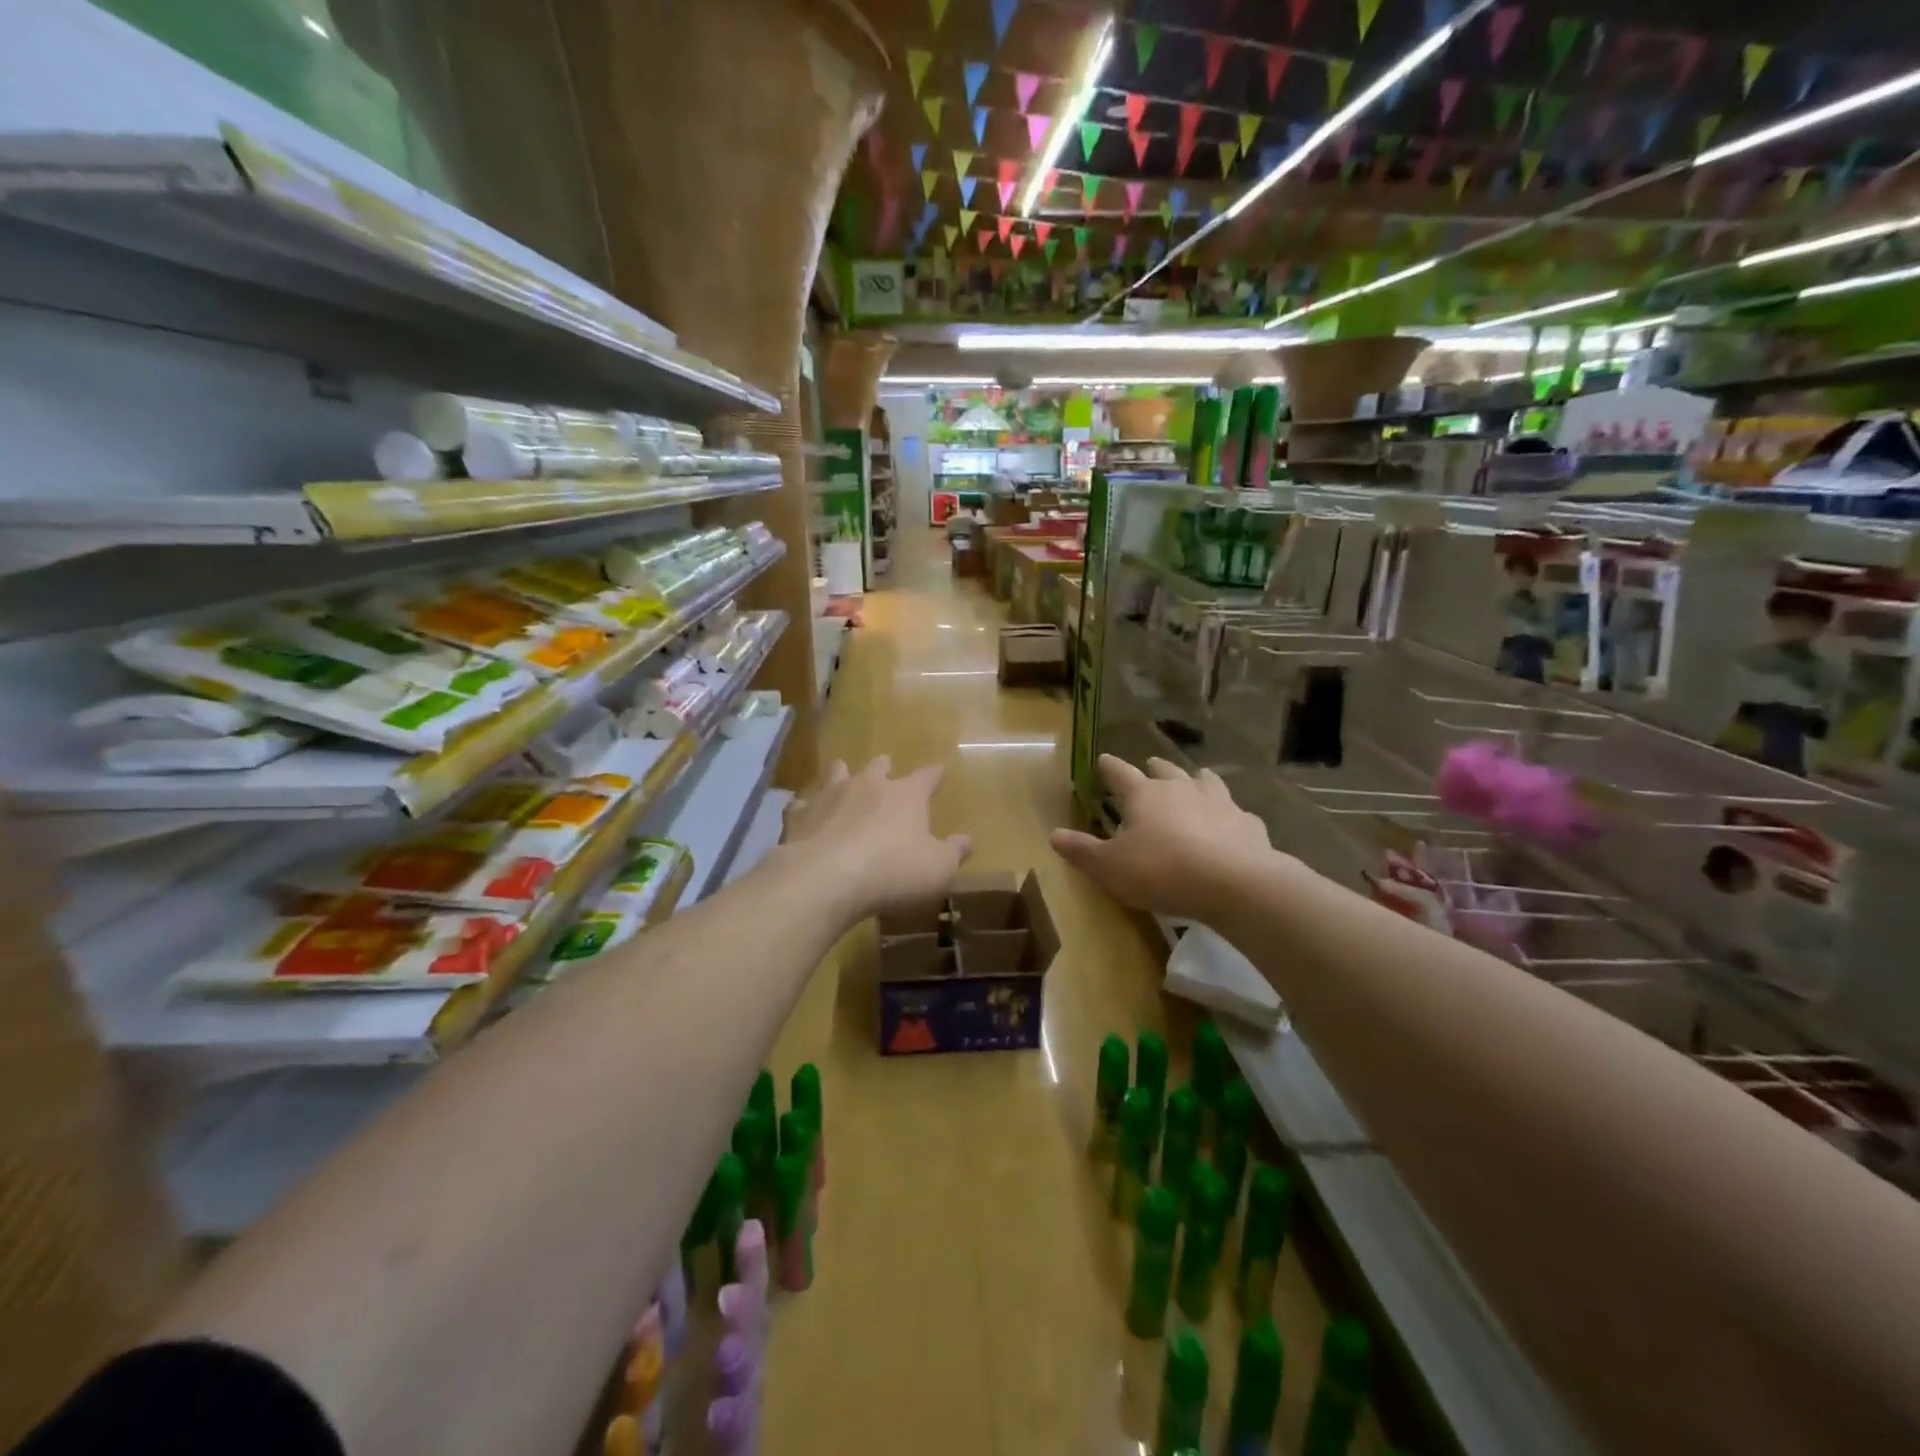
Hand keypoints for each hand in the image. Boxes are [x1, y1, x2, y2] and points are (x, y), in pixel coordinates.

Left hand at [781, 756, 970, 922]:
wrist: (826, 878)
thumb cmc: (893, 871)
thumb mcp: (938, 868)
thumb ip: (954, 852)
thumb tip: (967, 840)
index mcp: (906, 795)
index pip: (926, 778)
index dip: (934, 775)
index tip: (940, 770)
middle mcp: (869, 785)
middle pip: (879, 766)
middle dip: (885, 768)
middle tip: (886, 770)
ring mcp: (831, 795)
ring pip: (838, 773)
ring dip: (843, 775)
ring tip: (844, 776)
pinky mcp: (800, 815)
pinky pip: (803, 804)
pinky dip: (807, 807)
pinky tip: (805, 813)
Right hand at [1050, 755, 1275, 923]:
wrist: (1234, 883)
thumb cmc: (1162, 871)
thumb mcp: (1110, 867)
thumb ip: (1082, 851)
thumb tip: (1053, 835)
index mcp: (1144, 795)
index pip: (1120, 773)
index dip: (1109, 767)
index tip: (1102, 760)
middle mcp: (1181, 789)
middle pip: (1165, 770)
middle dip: (1154, 768)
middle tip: (1149, 765)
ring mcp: (1219, 802)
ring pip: (1205, 781)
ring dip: (1196, 779)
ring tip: (1195, 778)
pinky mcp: (1247, 823)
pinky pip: (1236, 812)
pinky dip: (1229, 814)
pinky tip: (1231, 822)